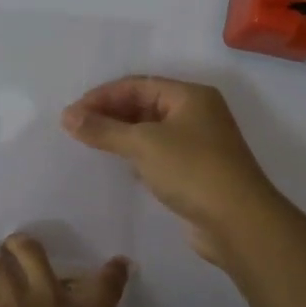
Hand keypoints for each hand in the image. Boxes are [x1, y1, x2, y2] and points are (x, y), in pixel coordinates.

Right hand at [61, 77, 280, 263]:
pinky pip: (158, 153)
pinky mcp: (195, 171)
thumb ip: (103, 129)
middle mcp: (197, 113)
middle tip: (76, 129)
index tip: (72, 113)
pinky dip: (136, 155)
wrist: (238, 222)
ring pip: (151, 130)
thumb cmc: (192, 170)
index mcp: (190, 96)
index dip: (102, 95)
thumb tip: (67, 116)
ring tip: (90, 144)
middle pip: (144, 104)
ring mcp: (198, 143)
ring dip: (121, 135)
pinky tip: (118, 165)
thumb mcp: (144, 144)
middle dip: (110, 114)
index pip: (137, 85)